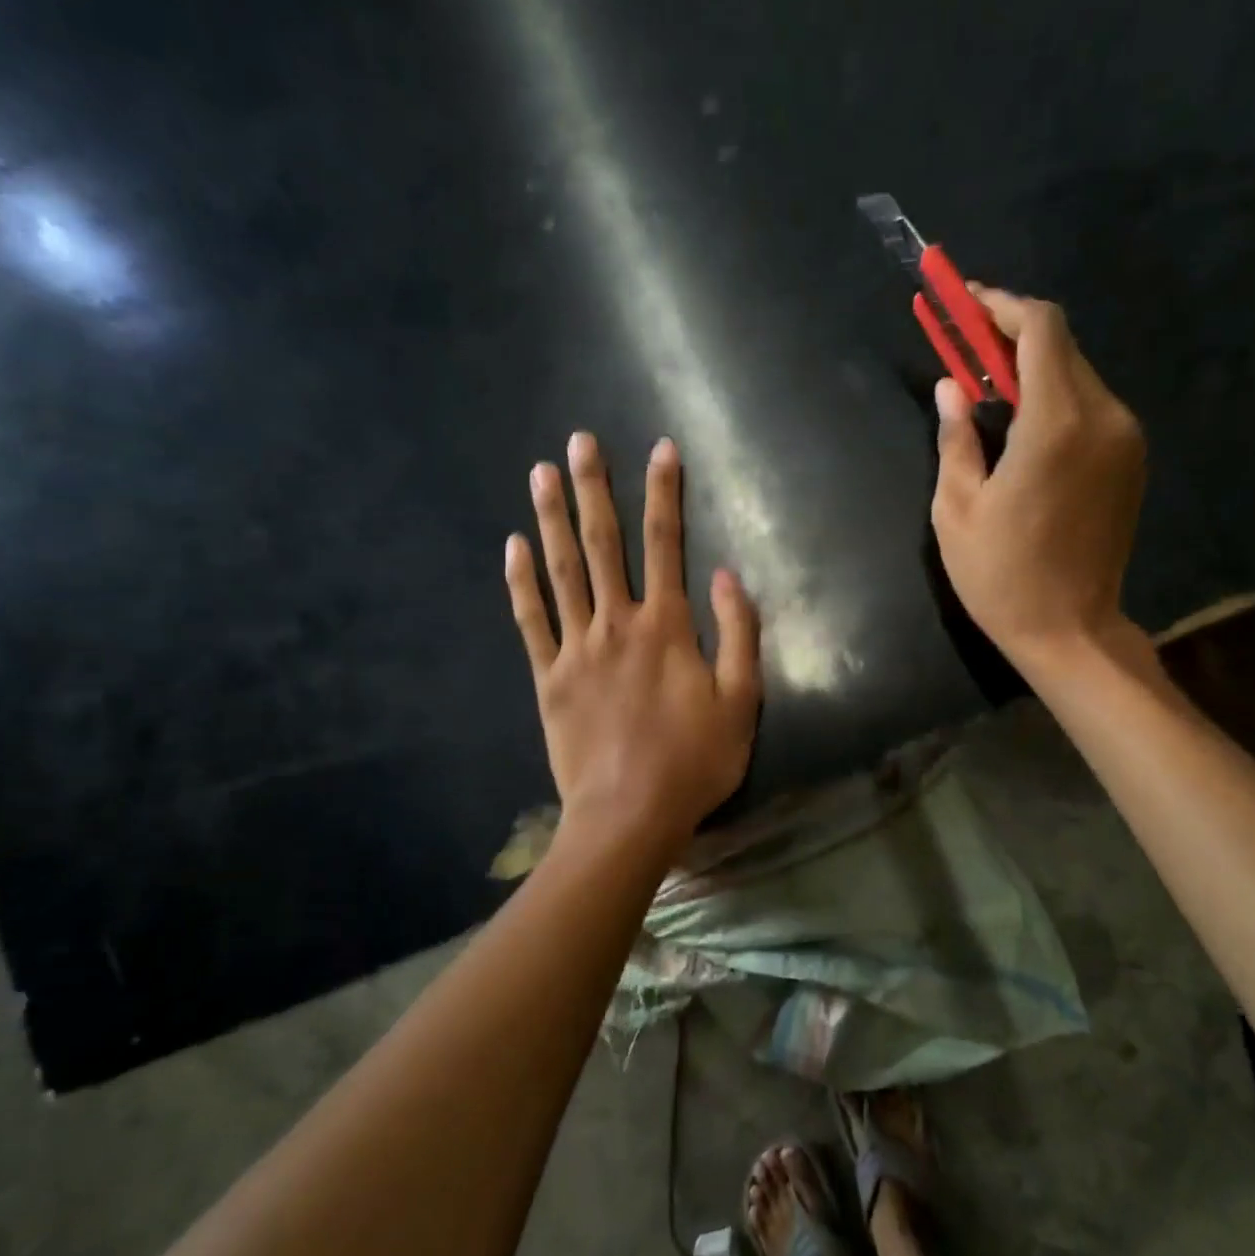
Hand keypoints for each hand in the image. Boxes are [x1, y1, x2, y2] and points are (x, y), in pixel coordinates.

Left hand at [506, 431, 761, 850]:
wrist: (629, 814)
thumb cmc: (693, 761)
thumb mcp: (742, 701)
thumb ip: (737, 633)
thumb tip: (725, 575)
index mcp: (666, 627)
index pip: (666, 544)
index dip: (665, 493)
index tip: (661, 450)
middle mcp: (617, 624)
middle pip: (604, 545)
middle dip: (595, 489)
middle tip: (580, 441)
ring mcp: (576, 649)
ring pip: (562, 571)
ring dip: (552, 520)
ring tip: (540, 474)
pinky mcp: (549, 678)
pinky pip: (531, 621)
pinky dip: (521, 582)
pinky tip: (513, 547)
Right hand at [930, 285, 1147, 677]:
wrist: (1071, 630)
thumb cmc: (1001, 576)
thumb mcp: (956, 511)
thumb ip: (955, 439)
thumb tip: (951, 389)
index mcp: (1056, 425)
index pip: (1040, 329)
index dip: (1001, 307)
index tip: (965, 305)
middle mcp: (1104, 417)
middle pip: (1061, 347)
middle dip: (1011, 337)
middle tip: (965, 349)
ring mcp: (1126, 439)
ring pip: (1078, 375)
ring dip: (1032, 370)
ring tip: (988, 393)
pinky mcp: (1131, 461)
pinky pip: (1091, 407)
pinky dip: (1055, 399)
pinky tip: (1023, 428)